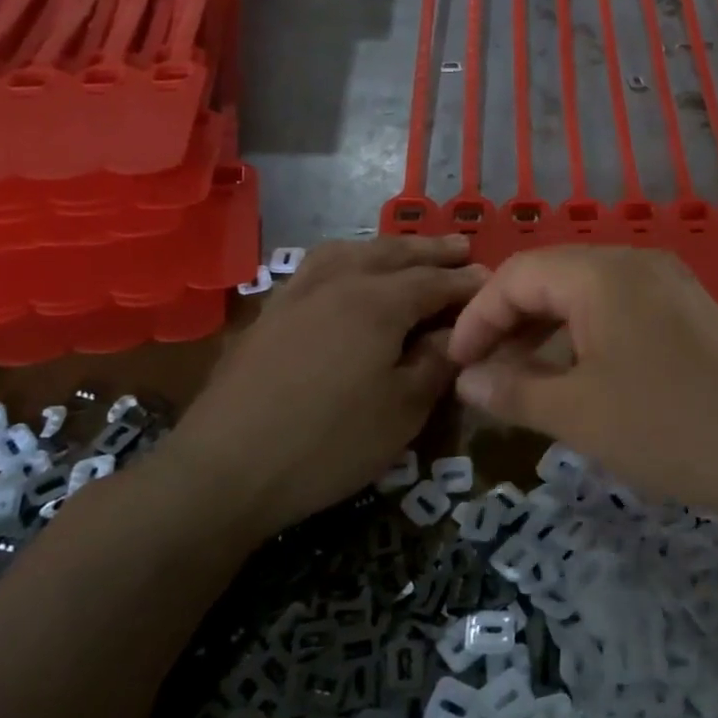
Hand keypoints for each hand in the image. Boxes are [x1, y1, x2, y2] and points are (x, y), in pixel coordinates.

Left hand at [165, 236, 486, 535]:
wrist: (223, 470)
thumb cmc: (328, 443)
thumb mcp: (403, 410)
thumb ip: (438, 362)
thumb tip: (461, 332)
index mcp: (378, 302)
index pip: (436, 281)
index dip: (468, 282)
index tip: (493, 281)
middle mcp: (338, 282)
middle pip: (394, 254)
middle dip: (432, 251)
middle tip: (461, 247)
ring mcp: (297, 293)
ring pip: (350, 252)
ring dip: (386, 247)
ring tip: (405, 252)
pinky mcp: (269, 313)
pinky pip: (317, 267)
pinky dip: (346, 259)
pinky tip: (345, 276)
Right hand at [446, 247, 717, 532]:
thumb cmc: (666, 427)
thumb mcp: (577, 413)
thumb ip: (512, 390)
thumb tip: (466, 379)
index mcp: (602, 273)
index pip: (517, 274)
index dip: (477, 317)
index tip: (454, 364)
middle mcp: (635, 261)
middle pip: (551, 276)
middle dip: (509, 321)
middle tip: (483, 372)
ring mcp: (668, 282)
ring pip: (586, 292)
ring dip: (546, 328)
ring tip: (523, 377)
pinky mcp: (688, 308)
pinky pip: (619, 306)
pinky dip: (585, 333)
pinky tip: (577, 373)